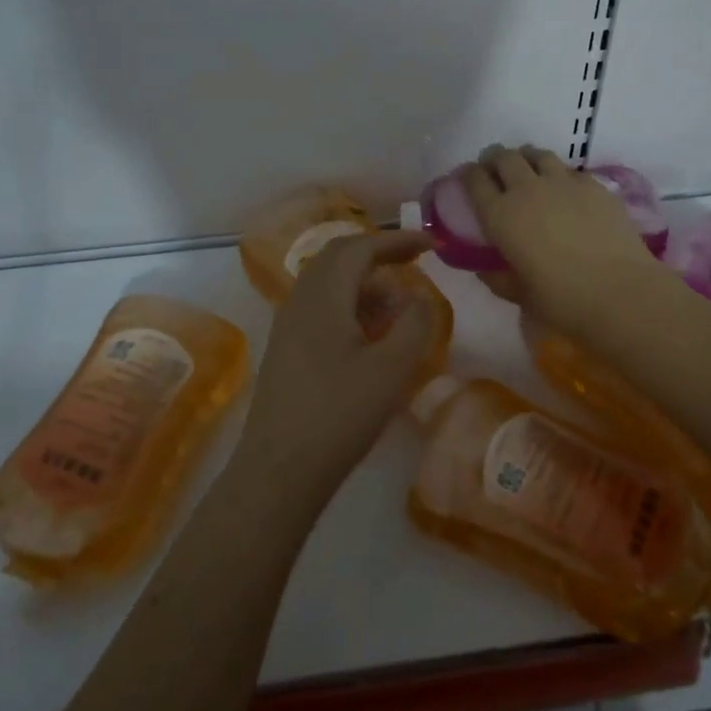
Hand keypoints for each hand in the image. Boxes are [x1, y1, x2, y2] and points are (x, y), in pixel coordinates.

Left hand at [231, 231, 439, 512]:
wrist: (279, 469)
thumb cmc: (339, 415)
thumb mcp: (391, 369)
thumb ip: (414, 323)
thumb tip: (418, 296)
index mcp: (323, 295)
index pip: (360, 247)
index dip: (397, 240)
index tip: (431, 244)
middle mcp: (300, 299)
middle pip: (339, 257)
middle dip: (379, 255)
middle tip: (415, 264)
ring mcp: (287, 324)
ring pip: (329, 282)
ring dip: (365, 282)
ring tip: (398, 307)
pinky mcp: (285, 348)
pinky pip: (320, 307)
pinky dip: (350, 305)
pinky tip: (370, 335)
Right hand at [461, 145, 663, 331]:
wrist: (619, 292)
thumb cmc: (562, 300)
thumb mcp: (519, 294)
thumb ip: (497, 277)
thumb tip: (485, 268)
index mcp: (500, 215)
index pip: (474, 179)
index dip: (468, 175)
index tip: (468, 179)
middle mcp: (526, 189)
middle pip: (504, 157)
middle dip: (494, 159)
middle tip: (496, 170)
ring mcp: (562, 182)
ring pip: (537, 154)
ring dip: (526, 158)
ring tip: (529, 171)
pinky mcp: (593, 184)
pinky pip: (569, 169)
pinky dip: (559, 174)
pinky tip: (565, 190)